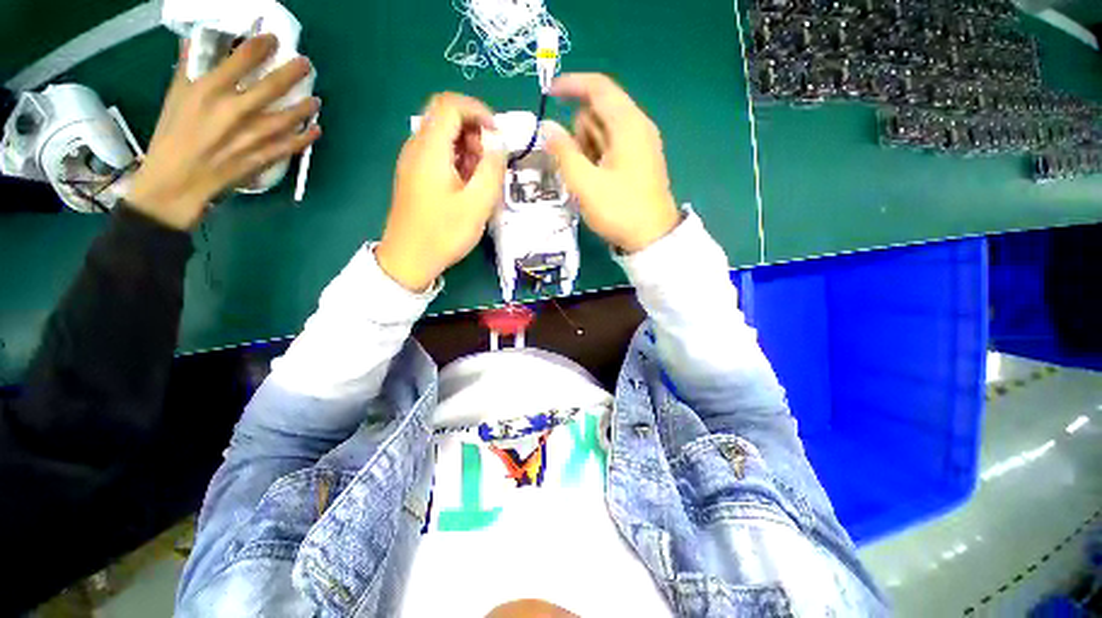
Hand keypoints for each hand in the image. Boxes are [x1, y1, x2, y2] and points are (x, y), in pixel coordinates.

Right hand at [127, 35, 320, 229]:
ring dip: (306, 106)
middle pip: (272, 86)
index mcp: (209, 91)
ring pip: (289, 116)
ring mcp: (252, 136)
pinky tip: (317, 129)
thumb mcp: (176, 96)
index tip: (274, 40)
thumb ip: (192, 69)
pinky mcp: (263, 157)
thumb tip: (199, 42)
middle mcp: (235, 110)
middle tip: (307, 64)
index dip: (261, 47)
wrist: (178, 180)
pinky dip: (307, 137)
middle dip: (293, 72)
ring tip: (316, 99)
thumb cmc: (173, 135)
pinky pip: (292, 145)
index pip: (241, 60)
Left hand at [376, 93, 505, 291]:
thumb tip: (499, 143)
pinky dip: (457, 161)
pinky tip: (466, 187)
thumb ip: (492, 168)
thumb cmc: (444, 233)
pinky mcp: (414, 175)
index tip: (498, 136)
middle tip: (490, 163)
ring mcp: (412, 161)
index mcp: (430, 149)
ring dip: (468, 149)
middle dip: (475, 132)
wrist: (409, 259)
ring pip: (443, 137)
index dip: (478, 111)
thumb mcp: (477, 203)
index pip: (451, 104)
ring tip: (481, 179)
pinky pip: (437, 154)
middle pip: (446, 117)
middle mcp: (416, 147)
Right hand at [544, 73, 679, 252]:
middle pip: (599, 110)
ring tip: (586, 178)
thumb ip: (563, 152)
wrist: (652, 238)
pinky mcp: (639, 160)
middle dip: (579, 131)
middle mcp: (637, 126)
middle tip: (575, 165)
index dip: (571, 85)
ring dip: (586, 147)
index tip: (547, 93)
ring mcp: (640, 144)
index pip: (598, 87)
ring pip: (604, 130)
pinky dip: (597, 155)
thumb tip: (547, 126)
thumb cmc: (619, 210)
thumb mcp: (585, 184)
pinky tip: (594, 179)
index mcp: (628, 124)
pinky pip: (611, 145)